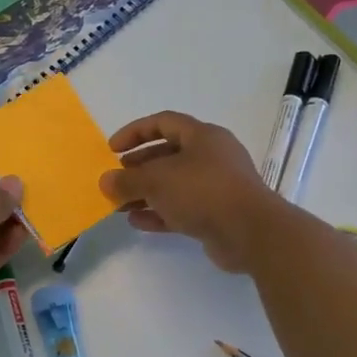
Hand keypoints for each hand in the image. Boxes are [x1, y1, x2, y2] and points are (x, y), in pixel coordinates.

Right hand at [99, 111, 287, 272]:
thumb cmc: (203, 192)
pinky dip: (160, 212)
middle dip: (138, 168)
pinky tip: (137, 221)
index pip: (163, 122)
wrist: (251, 233)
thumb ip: (128, 180)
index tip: (111, 149)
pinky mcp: (217, 214)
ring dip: (146, 193)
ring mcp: (216, 186)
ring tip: (118, 205)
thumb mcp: (158, 181)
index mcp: (202, 136)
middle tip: (116, 180)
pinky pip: (183, 208)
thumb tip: (105, 181)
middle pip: (168, 155)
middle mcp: (211, 157)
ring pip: (174, 184)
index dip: (135, 132)